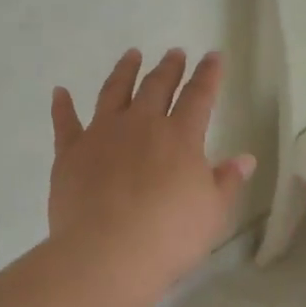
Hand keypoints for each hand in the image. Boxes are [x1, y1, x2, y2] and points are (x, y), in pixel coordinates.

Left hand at [49, 49, 255, 294]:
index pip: (199, 96)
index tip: (213, 56)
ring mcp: (102, 135)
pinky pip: (65, 122)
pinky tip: (60, 92)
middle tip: (174, 53)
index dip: (208, 75)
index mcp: (180, 137)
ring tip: (131, 55)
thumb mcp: (212, 212)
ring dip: (124, 71)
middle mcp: (141, 125)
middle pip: (156, 87)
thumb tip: (245, 158)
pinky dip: (62, 106)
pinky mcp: (70, 153)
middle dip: (168, 68)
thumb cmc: (170, 236)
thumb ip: (227, 181)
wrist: (108, 253)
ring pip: (113, 92)